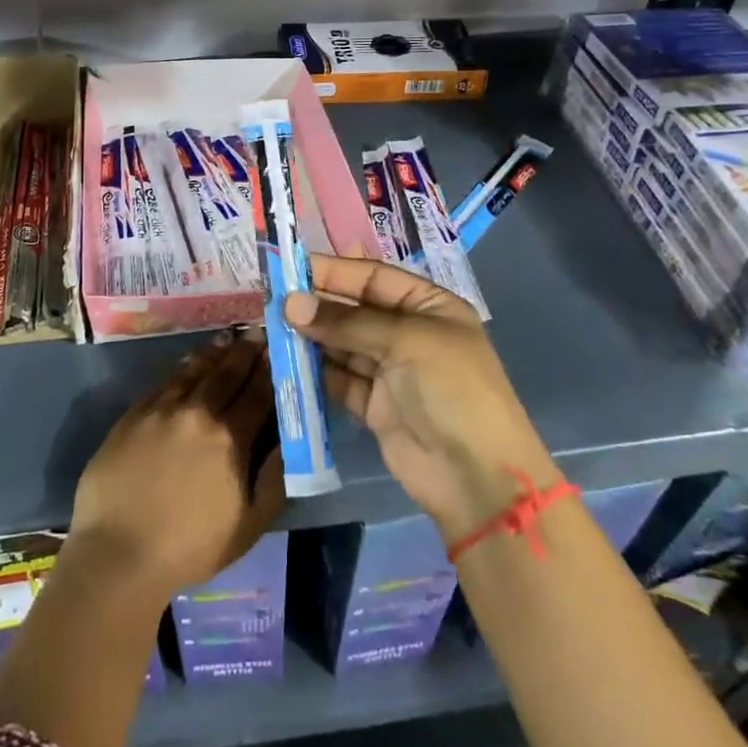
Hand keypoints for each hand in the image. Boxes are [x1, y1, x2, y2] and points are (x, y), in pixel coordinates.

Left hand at [68, 332, 285, 603]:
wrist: (119, 553)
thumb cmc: (190, 547)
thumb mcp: (248, 525)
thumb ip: (273, 480)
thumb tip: (287, 442)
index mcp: (230, 439)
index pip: (257, 394)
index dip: (270, 370)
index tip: (279, 349)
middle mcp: (198, 413)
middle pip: (227, 374)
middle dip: (246, 351)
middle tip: (258, 332)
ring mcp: (162, 410)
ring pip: (195, 371)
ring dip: (215, 353)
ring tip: (229, 337)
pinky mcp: (134, 415)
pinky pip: (164, 382)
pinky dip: (183, 368)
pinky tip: (190, 362)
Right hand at [286, 255, 555, 539]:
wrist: (476, 477)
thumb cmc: (452, 389)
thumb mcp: (406, 342)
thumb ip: (346, 322)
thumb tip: (290, 304)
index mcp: (428, 306)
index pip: (373, 277)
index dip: (333, 271)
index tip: (289, 269)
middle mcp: (408, 333)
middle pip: (353, 310)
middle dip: (316, 305)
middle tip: (271, 301)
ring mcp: (390, 370)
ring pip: (341, 344)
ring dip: (310, 338)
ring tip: (270, 329)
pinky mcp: (373, 405)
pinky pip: (337, 379)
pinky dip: (314, 371)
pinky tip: (286, 362)